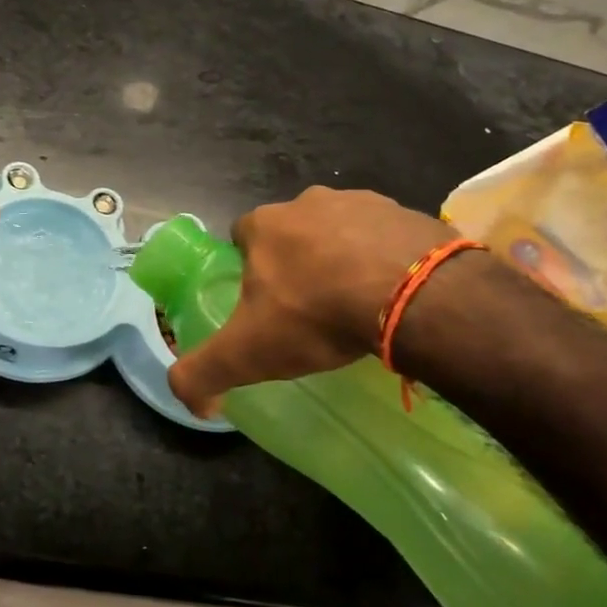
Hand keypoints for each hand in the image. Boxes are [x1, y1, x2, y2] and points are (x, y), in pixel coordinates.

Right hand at [168, 187, 463, 417]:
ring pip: (340, 230)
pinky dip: (386, 258)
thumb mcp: (246, 353)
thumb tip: (195, 405)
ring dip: (344, 258)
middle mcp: (308, 201)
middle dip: (298, 262)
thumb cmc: (316, 315)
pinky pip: (386, 236)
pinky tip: (395, 294)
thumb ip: (202, 374)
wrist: (411, 296)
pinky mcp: (405, 213)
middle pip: (293, 232)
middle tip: (314, 308)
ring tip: (360, 303)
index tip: (267, 304)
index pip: (243, 239)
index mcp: (264, 225)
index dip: (251, 269)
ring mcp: (360, 201)